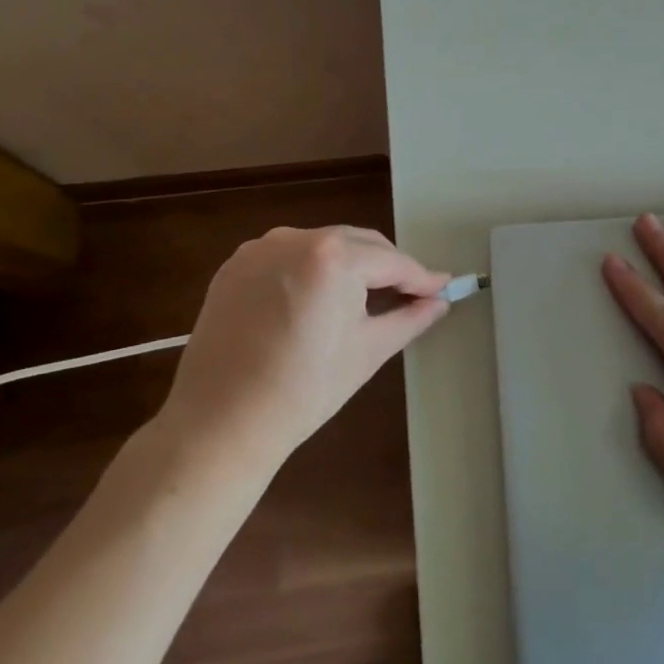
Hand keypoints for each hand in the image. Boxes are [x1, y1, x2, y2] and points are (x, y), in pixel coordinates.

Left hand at [157, 226, 450, 471]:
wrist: (220, 424)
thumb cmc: (304, 390)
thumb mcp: (368, 351)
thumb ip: (410, 317)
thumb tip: (440, 301)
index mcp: (334, 257)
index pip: (392, 261)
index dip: (421, 277)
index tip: (443, 288)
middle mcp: (296, 238)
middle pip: (358, 244)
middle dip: (386, 267)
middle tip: (409, 295)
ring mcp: (261, 249)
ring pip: (323, 246)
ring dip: (349, 265)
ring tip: (363, 298)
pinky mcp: (235, 265)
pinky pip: (288, 256)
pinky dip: (310, 270)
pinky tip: (316, 299)